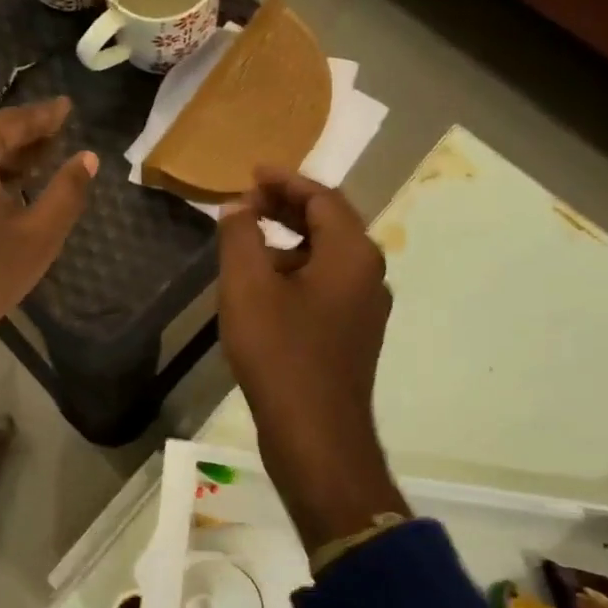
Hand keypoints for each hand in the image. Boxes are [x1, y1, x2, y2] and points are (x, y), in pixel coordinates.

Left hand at [0, 99, 97, 364]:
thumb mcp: (38, 235)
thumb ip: (67, 191)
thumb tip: (87, 158)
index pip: (13, 122)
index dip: (45, 116)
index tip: (68, 107)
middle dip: (25, 135)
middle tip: (59, 133)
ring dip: (6, 156)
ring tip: (42, 159)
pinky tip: (10, 186)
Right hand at [217, 170, 407, 548]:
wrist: (316, 435)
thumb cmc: (280, 353)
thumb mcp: (247, 287)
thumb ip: (240, 237)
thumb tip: (239, 207)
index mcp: (352, 254)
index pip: (322, 197)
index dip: (285, 180)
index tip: (252, 172)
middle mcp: (369, 274)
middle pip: (329, 223)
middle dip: (287, 206)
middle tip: (246, 200)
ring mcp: (365, 307)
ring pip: (327, 256)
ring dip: (289, 239)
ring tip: (248, 239)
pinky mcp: (353, 334)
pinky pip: (326, 284)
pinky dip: (296, 270)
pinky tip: (264, 285)